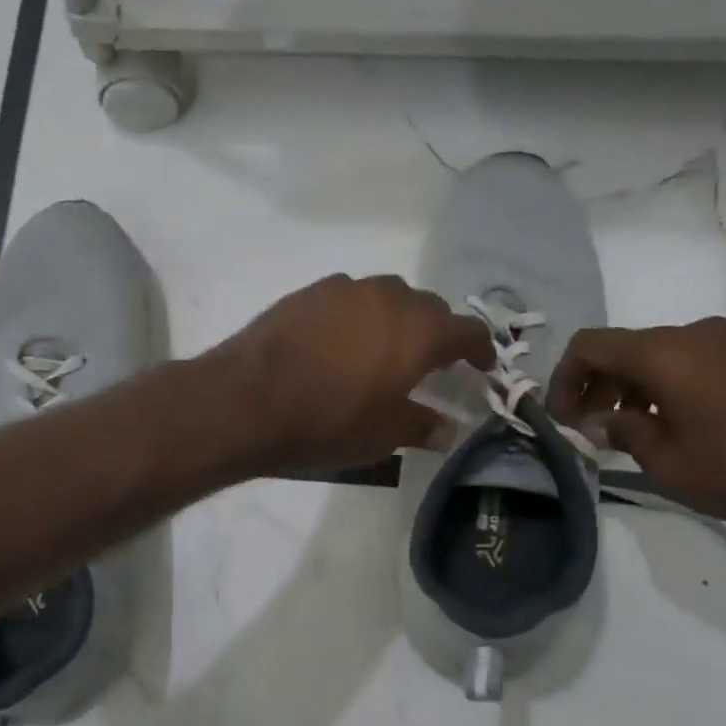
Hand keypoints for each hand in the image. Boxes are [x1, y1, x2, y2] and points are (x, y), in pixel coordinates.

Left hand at [206, 275, 492, 475]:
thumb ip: (420, 426)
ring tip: (383, 349)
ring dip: (394, 319)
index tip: (482, 366)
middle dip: (436, 332)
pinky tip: (338, 343)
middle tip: (430, 362)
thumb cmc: (325, 423)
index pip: (467, 330)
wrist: (244, 401)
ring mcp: (342, 290)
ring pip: (385, 296)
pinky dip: (355, 317)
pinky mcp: (305, 293)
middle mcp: (386, 297)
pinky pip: (346, 299)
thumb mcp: (381, 436)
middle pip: (427, 307)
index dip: (480, 349)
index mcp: (417, 331)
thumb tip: (447, 429)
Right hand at [545, 317, 725, 532]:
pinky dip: (667, 383)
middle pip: (623, 346)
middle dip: (596, 385)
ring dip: (632, 386)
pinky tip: (678, 423)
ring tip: (633, 431)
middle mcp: (695, 333)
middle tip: (593, 429)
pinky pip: (692, 358)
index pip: (589, 346)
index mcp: (666, 354)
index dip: (564, 379)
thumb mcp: (669, 465)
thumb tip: (599, 420)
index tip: (564, 419)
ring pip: (658, 352)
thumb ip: (623, 431)